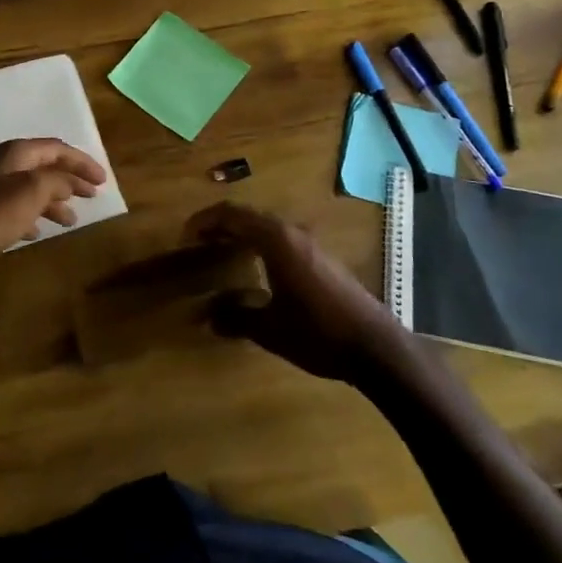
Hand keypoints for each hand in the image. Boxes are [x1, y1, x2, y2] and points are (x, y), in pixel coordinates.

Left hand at [0, 139, 106, 271]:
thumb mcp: (30, 194)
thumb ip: (56, 182)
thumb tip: (70, 181)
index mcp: (16, 154)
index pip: (57, 149)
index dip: (83, 162)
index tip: (103, 180)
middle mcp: (3, 165)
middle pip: (44, 167)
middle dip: (70, 180)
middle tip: (92, 196)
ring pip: (30, 189)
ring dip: (53, 201)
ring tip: (70, 220)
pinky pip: (14, 209)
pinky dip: (31, 216)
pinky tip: (37, 232)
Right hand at [185, 202, 408, 381]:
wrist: (376, 347)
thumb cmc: (317, 333)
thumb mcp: (269, 329)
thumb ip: (236, 317)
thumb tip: (208, 314)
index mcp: (276, 241)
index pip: (232, 215)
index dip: (205, 221)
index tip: (186, 235)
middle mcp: (293, 233)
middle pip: (249, 216)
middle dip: (221, 224)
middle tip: (199, 241)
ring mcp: (311, 245)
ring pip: (268, 226)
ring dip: (243, 232)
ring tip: (222, 250)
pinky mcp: (322, 259)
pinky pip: (282, 238)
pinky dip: (260, 243)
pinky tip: (257, 267)